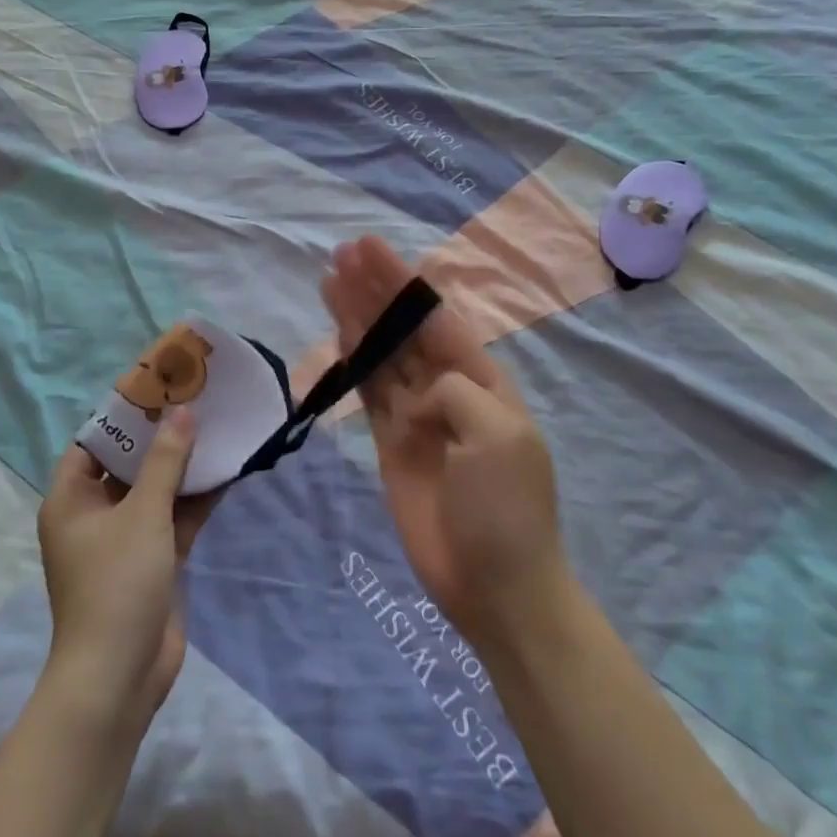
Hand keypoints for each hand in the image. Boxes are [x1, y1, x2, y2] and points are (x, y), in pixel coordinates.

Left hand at [37, 411, 217, 733]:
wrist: (119, 676)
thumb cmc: (117, 584)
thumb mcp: (142, 514)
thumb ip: (165, 461)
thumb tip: (182, 411)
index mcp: (71, 499)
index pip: (94, 442)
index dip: (124, 414)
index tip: (159, 386)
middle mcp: (95, 514)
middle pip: (129, 463)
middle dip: (162, 435)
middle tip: (196, 399)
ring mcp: (125, 539)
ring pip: (156, 489)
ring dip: (184, 464)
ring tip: (218, 425)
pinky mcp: (153, 560)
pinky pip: (174, 516)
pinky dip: (195, 497)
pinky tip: (227, 469)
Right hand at [320, 237, 567, 651]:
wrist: (495, 586)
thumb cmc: (506, 507)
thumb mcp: (496, 433)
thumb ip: (452, 391)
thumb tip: (415, 395)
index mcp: (482, 379)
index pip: (435, 317)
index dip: (402, 282)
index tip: (369, 250)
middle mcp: (448, 389)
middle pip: (404, 328)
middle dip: (375, 290)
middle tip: (341, 253)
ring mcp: (416, 416)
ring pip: (382, 354)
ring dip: (358, 316)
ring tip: (331, 278)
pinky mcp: (390, 444)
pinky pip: (368, 392)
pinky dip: (352, 361)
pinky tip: (337, 332)